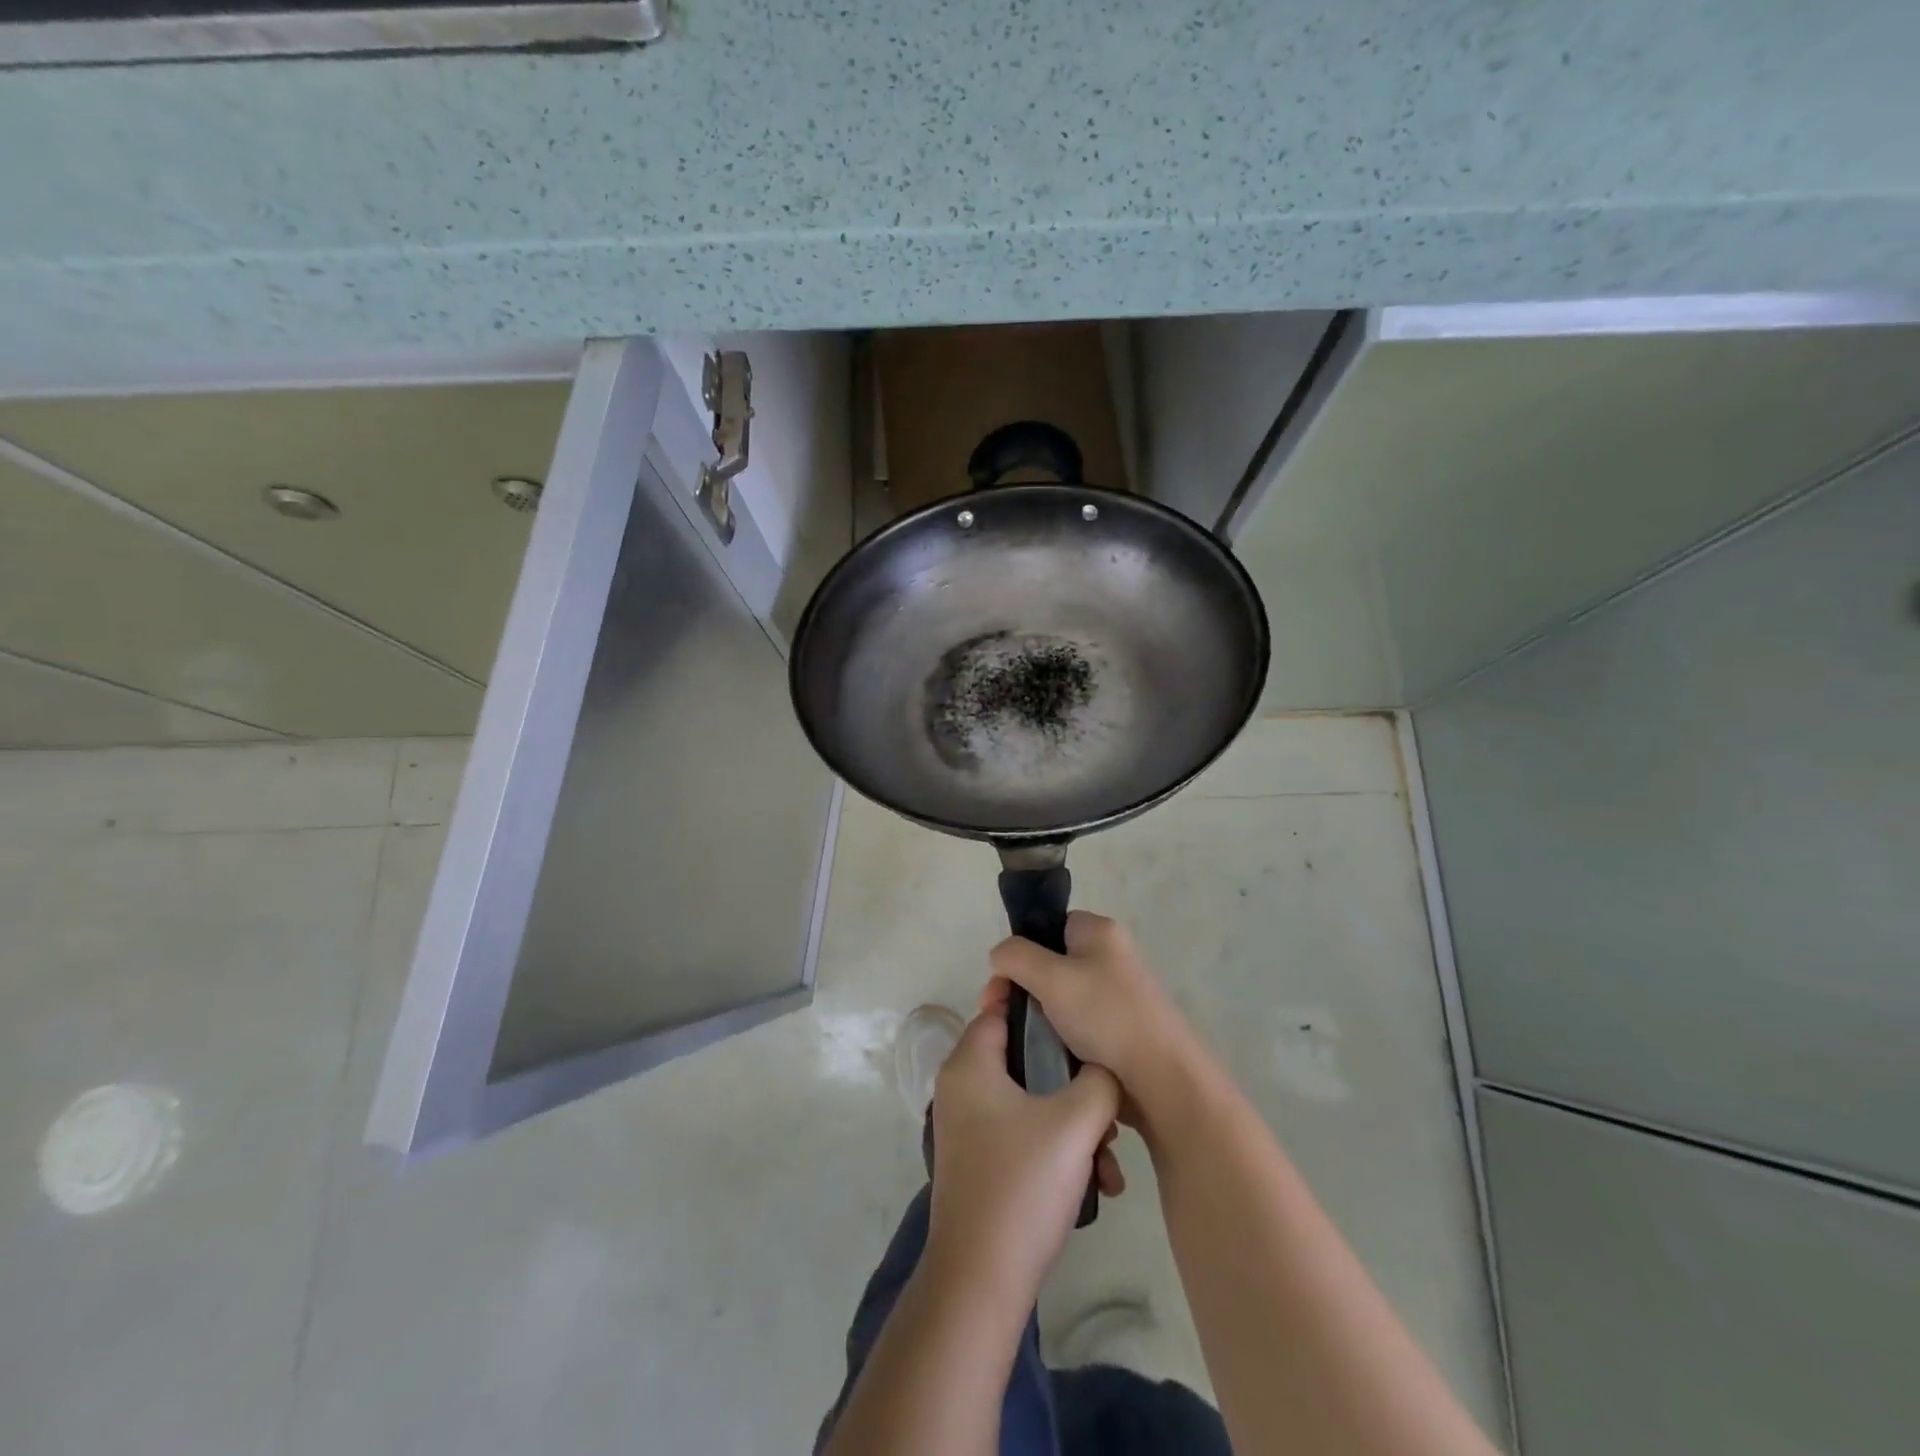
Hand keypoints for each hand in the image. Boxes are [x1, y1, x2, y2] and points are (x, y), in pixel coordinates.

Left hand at [924, 1005, 1122, 1309]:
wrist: (982, 1281)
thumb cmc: (1023, 1184)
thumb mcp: (1075, 1122)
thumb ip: (1099, 1080)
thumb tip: (1104, 1067)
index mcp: (970, 1064)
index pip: (1001, 1008)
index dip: (1041, 1005)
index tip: (1080, 1012)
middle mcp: (963, 1088)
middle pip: (1024, 1058)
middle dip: (1072, 1079)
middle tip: (1107, 1100)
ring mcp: (970, 1127)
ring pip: (1032, 1101)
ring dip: (1075, 1123)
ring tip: (1110, 1157)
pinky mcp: (981, 1161)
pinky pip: (1024, 1133)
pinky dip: (1058, 1148)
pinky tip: (1097, 1184)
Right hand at [985, 912, 1202, 1114]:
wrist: (1161, 1080)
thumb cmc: (1105, 1017)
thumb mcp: (1051, 977)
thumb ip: (1016, 956)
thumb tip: (1000, 955)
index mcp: (1099, 932)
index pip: (1048, 926)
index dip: (1021, 950)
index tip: (1003, 984)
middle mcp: (1110, 956)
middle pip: (1049, 962)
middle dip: (1021, 988)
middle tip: (1000, 1016)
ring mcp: (1115, 994)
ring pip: (1059, 998)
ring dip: (1037, 1017)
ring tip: (1020, 1041)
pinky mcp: (1118, 1029)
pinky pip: (1075, 1024)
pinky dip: (1057, 1037)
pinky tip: (1044, 1055)